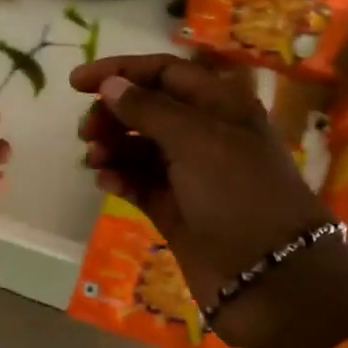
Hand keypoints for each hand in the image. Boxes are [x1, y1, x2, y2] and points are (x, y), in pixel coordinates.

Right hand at [68, 54, 347, 347]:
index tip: (77, 83)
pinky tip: (107, 183)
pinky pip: (140, 183)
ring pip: (140, 147)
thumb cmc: (238, 194)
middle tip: (86, 131)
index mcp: (220, 105)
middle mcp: (206, 134)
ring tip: (94, 159)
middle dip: (113, 114)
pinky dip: (121, 178)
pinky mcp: (176, 209)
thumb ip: (149, 109)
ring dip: (113, 147)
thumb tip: (111, 85)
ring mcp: (190, 174)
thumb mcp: (196, 140)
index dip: (121, 71)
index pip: (165, 73)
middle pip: (148, 109)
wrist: (269, 276)